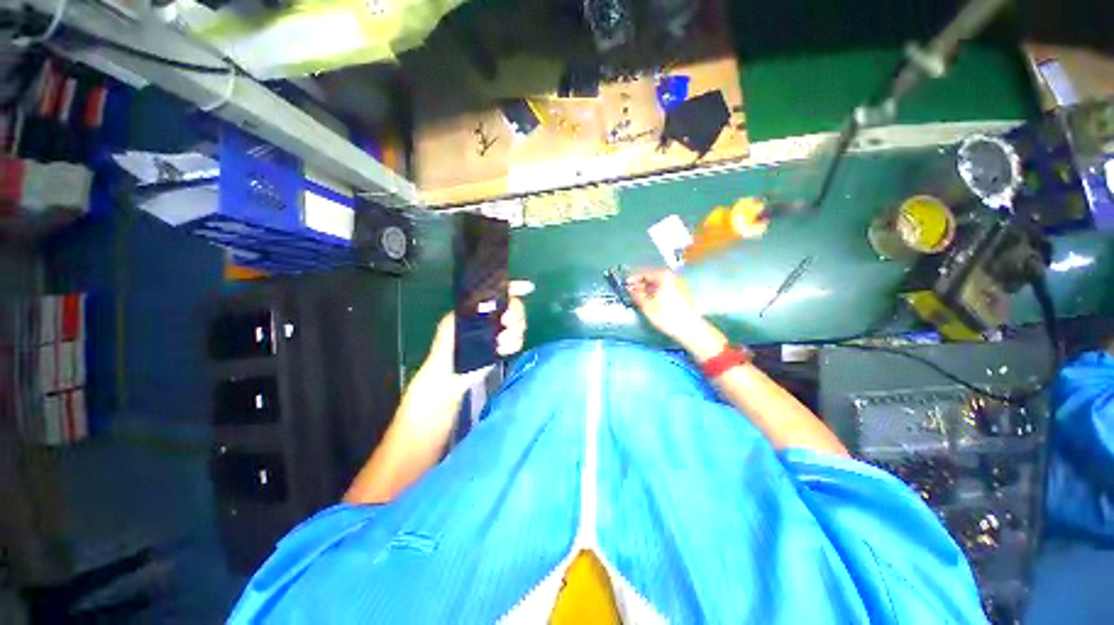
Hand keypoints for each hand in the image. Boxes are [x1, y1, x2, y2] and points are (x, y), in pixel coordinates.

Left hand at [420, 280, 532, 389]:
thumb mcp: (454, 320)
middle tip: (506, 322)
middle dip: (515, 314)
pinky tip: (500, 351)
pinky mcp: (506, 347)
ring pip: (520, 324)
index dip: (516, 288)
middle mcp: (494, 317)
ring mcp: (501, 332)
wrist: (450, 373)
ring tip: (499, 343)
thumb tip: (489, 299)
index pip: (502, 292)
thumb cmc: (446, 345)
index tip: (526, 288)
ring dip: (513, 333)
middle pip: (516, 307)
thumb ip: (471, 308)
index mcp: (481, 307)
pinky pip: (519, 341)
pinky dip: (513, 346)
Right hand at [627, 269, 701, 340]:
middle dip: (641, 284)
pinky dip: (656, 293)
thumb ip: (637, 295)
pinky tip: (650, 301)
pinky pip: (664, 289)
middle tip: (631, 292)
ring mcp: (678, 285)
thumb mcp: (647, 306)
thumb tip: (631, 290)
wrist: (689, 328)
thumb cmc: (666, 316)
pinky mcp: (681, 293)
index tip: (626, 284)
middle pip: (653, 278)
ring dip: (648, 289)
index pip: (645, 273)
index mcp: (664, 277)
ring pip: (659, 284)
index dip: (633, 279)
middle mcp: (672, 278)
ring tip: (639, 297)